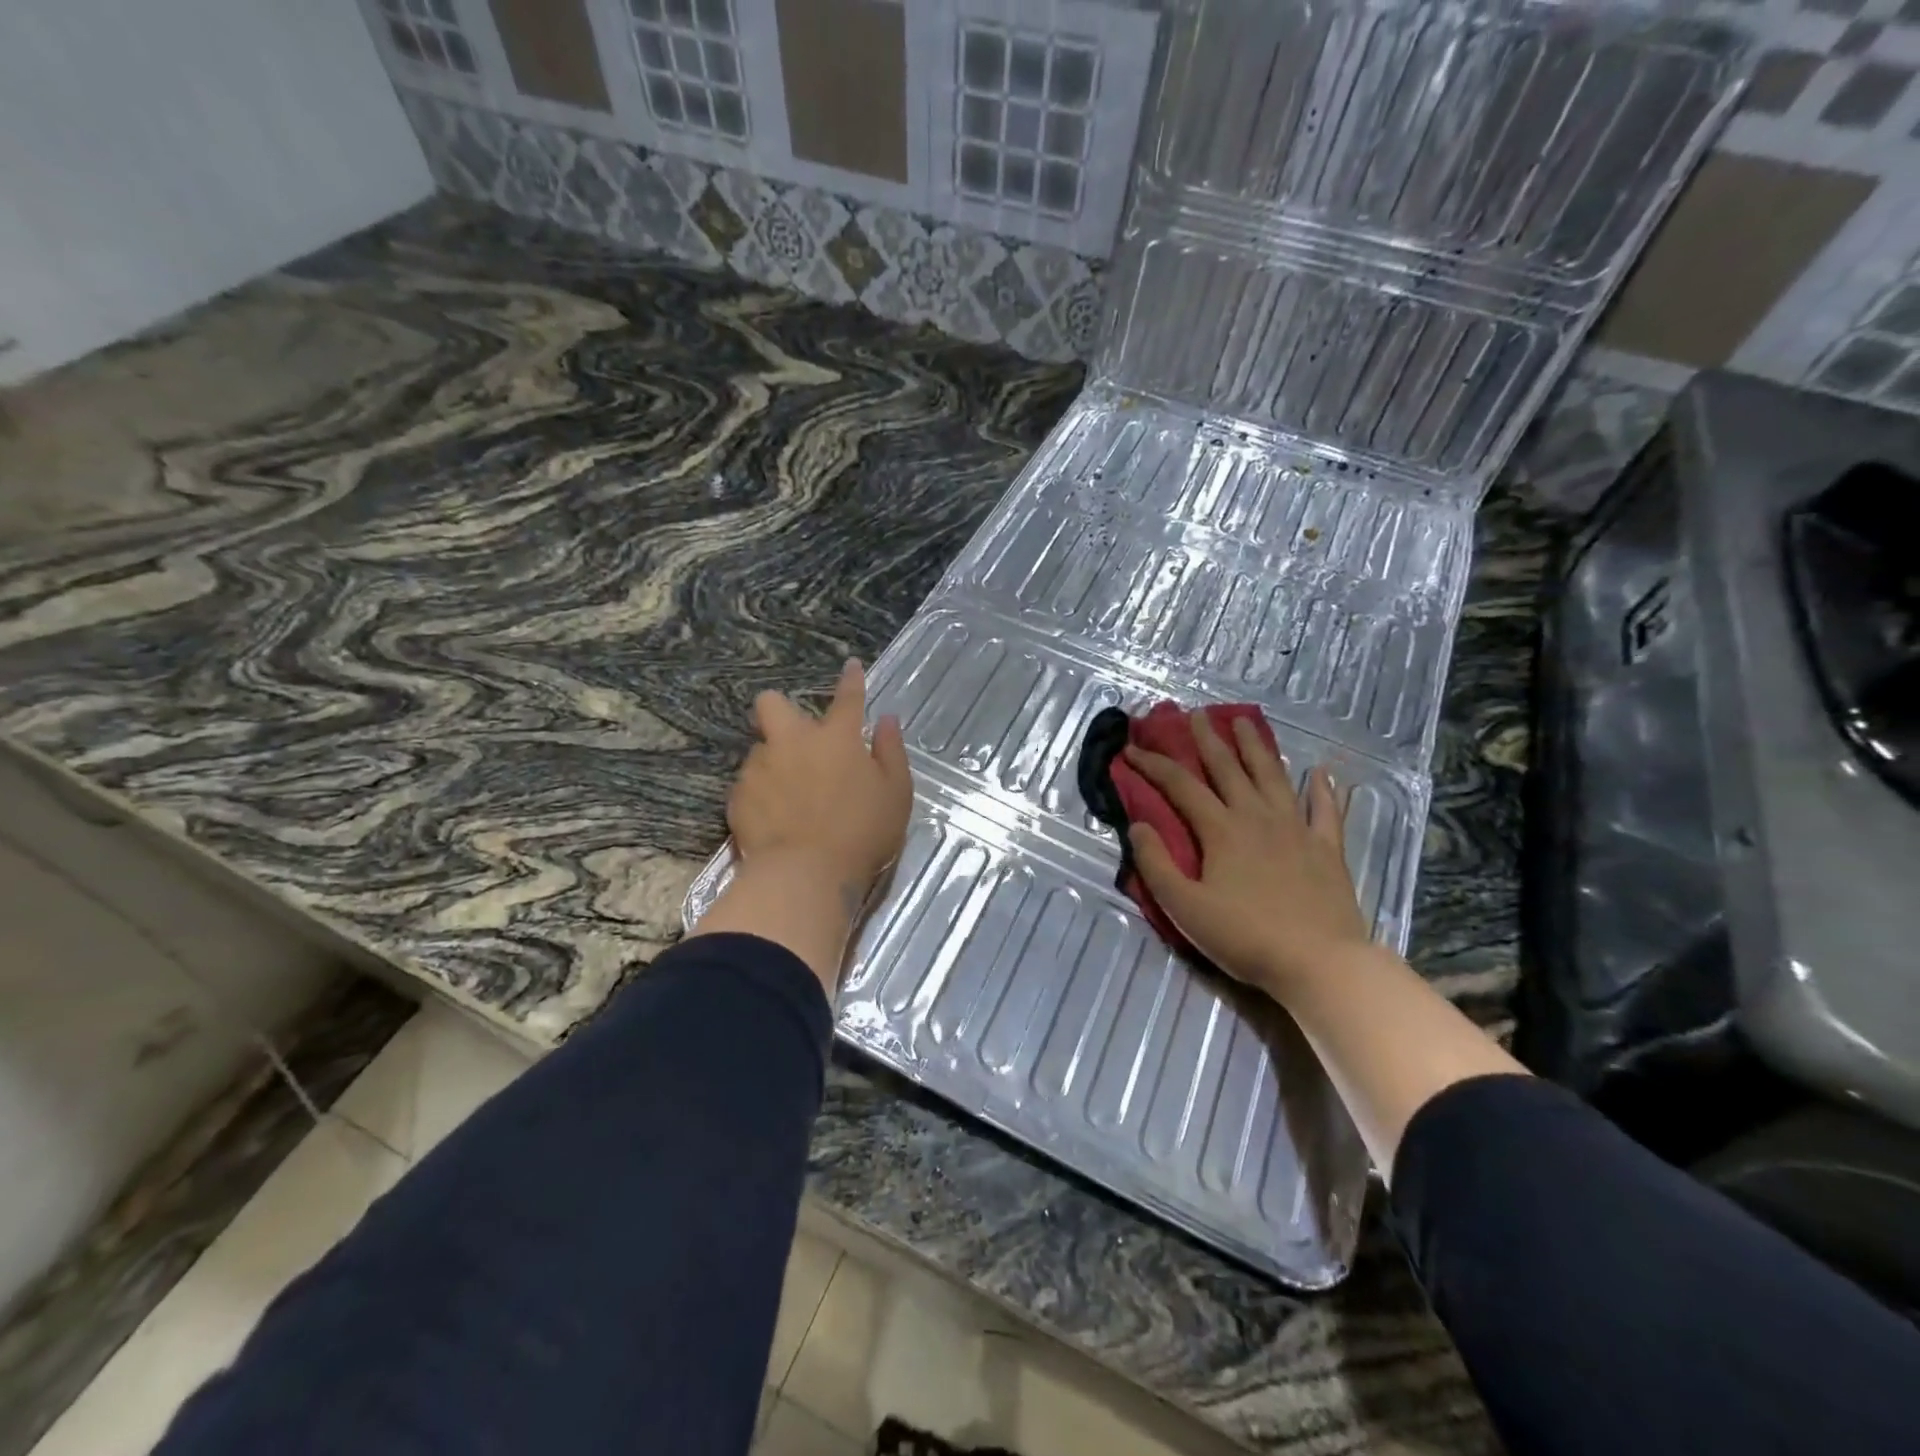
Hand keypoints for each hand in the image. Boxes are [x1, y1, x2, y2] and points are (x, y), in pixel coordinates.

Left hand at [728, 658, 912, 913]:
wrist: (805, 876)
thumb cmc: (862, 833)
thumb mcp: (896, 793)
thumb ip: (891, 751)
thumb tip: (887, 720)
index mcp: (836, 738)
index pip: (847, 698)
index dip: (851, 680)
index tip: (850, 666)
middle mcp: (793, 742)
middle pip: (773, 704)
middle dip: (779, 708)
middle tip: (795, 736)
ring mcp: (760, 768)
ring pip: (760, 748)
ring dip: (774, 761)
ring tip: (789, 794)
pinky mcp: (738, 797)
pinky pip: (749, 785)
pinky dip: (761, 794)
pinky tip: (774, 818)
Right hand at [1125, 711, 1369, 997]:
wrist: (1320, 963)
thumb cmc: (1245, 937)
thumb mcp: (1184, 907)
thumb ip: (1156, 864)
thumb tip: (1139, 825)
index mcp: (1221, 829)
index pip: (1180, 785)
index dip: (1153, 764)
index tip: (1131, 748)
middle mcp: (1257, 817)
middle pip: (1228, 768)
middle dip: (1207, 739)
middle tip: (1194, 714)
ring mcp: (1297, 829)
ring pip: (1273, 776)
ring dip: (1256, 747)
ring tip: (1245, 722)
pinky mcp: (1327, 848)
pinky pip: (1326, 810)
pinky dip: (1323, 788)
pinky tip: (1322, 772)